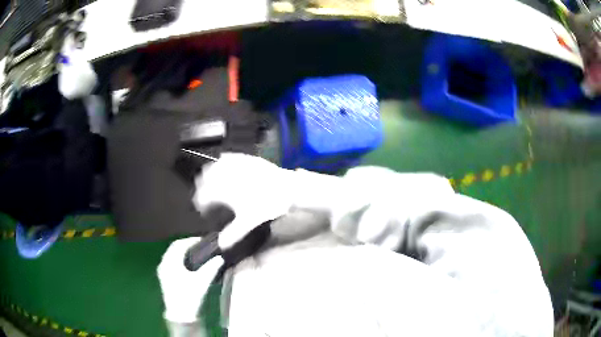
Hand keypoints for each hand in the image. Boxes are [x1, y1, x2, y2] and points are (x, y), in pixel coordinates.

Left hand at [157, 237, 224, 323]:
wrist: (180, 314)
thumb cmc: (190, 296)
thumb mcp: (202, 282)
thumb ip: (211, 268)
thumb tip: (219, 258)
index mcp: (170, 262)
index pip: (179, 244)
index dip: (191, 240)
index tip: (202, 241)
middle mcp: (164, 263)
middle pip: (174, 248)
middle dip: (186, 245)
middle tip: (200, 246)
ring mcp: (162, 271)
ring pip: (171, 255)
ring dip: (182, 252)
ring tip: (195, 254)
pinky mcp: (163, 278)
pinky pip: (170, 262)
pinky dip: (178, 259)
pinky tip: (187, 265)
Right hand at [193, 153, 293, 249]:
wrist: (288, 188)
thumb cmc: (267, 205)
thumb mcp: (249, 222)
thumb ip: (233, 234)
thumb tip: (221, 245)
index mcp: (223, 189)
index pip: (203, 195)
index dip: (200, 204)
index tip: (203, 210)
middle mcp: (226, 173)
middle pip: (205, 178)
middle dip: (202, 188)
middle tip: (205, 197)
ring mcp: (236, 163)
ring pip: (214, 166)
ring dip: (209, 174)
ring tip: (211, 182)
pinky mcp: (246, 158)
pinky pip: (228, 157)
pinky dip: (222, 162)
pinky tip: (223, 164)